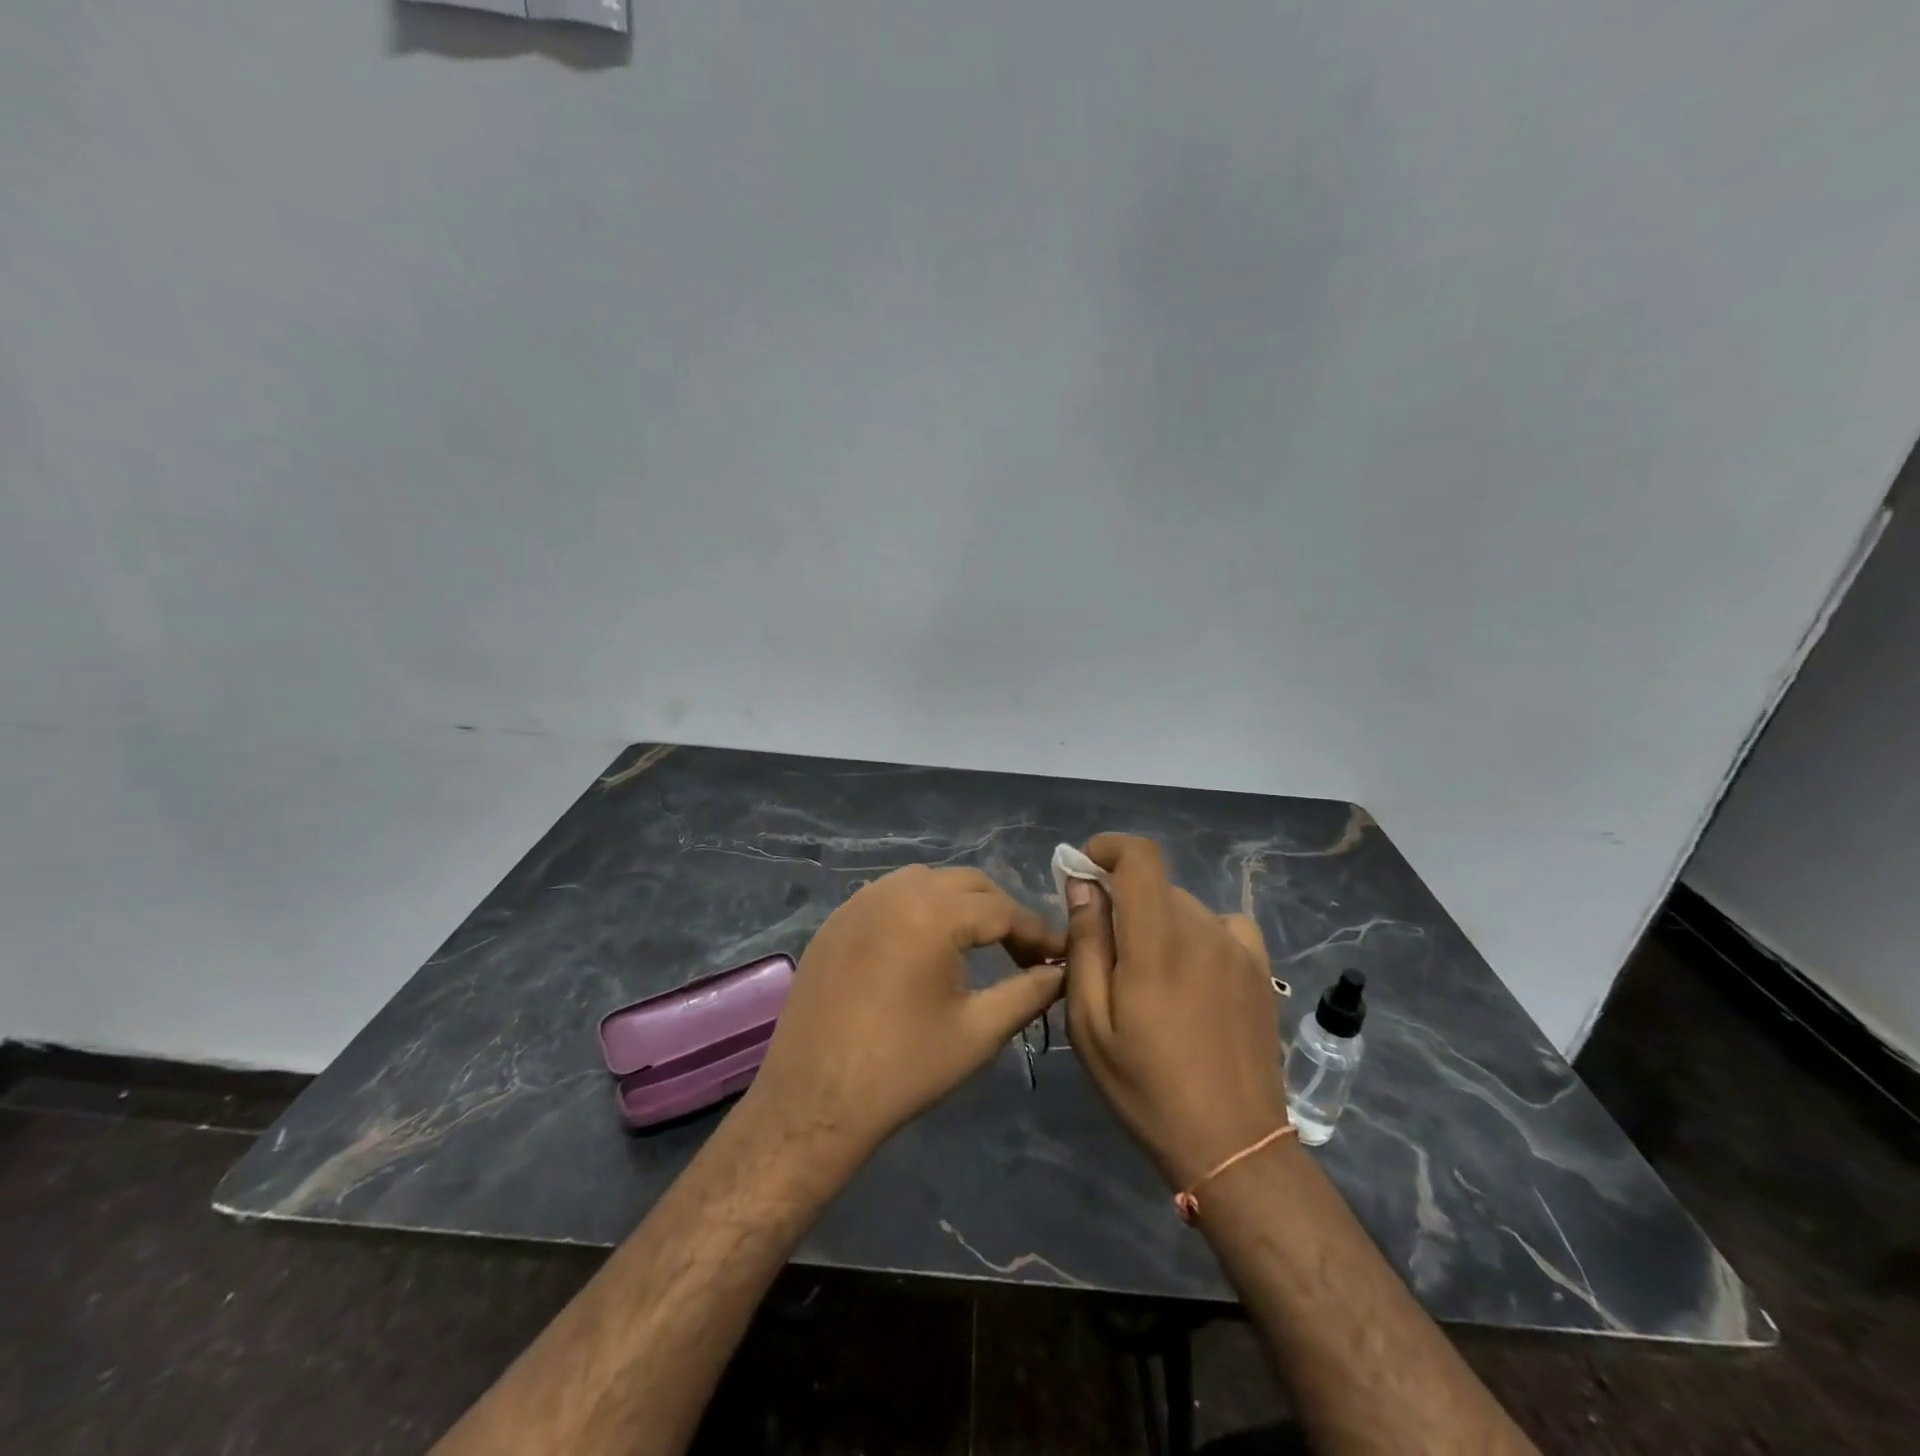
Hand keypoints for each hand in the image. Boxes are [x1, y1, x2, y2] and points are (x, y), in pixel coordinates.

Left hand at [740, 865, 1065, 1163]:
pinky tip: (925, 945)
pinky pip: (889, 895)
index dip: (1037, 932)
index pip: (1002, 909)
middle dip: (1001, 912)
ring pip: (926, 881)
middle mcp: (895, 891)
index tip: (1060, 957)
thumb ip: (1028, 993)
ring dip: (959, 903)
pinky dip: (919, 907)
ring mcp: (859, 901)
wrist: (812, 1101)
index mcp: (933, 913)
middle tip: (1023, 952)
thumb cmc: (902, 1069)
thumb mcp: (978, 1032)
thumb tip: (1062, 972)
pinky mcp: (836, 920)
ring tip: (978, 943)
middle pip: (967, 884)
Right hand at [1065, 834, 1288, 1188]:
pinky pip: (1221, 926)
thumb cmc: (1147, 1087)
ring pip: (1184, 908)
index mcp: (1157, 942)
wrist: (1232, 1143)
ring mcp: (1238, 948)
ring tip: (1147, 979)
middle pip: (1155, 887)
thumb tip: (1082, 887)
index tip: (1083, 867)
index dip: (1109, 847)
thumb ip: (1086, 945)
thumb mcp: (1091, 1024)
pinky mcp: (1260, 969)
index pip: (1140, 858)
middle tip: (1103, 950)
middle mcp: (1202, 930)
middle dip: (1122, 900)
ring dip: (1156, 922)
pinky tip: (1192, 973)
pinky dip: (1197, 933)